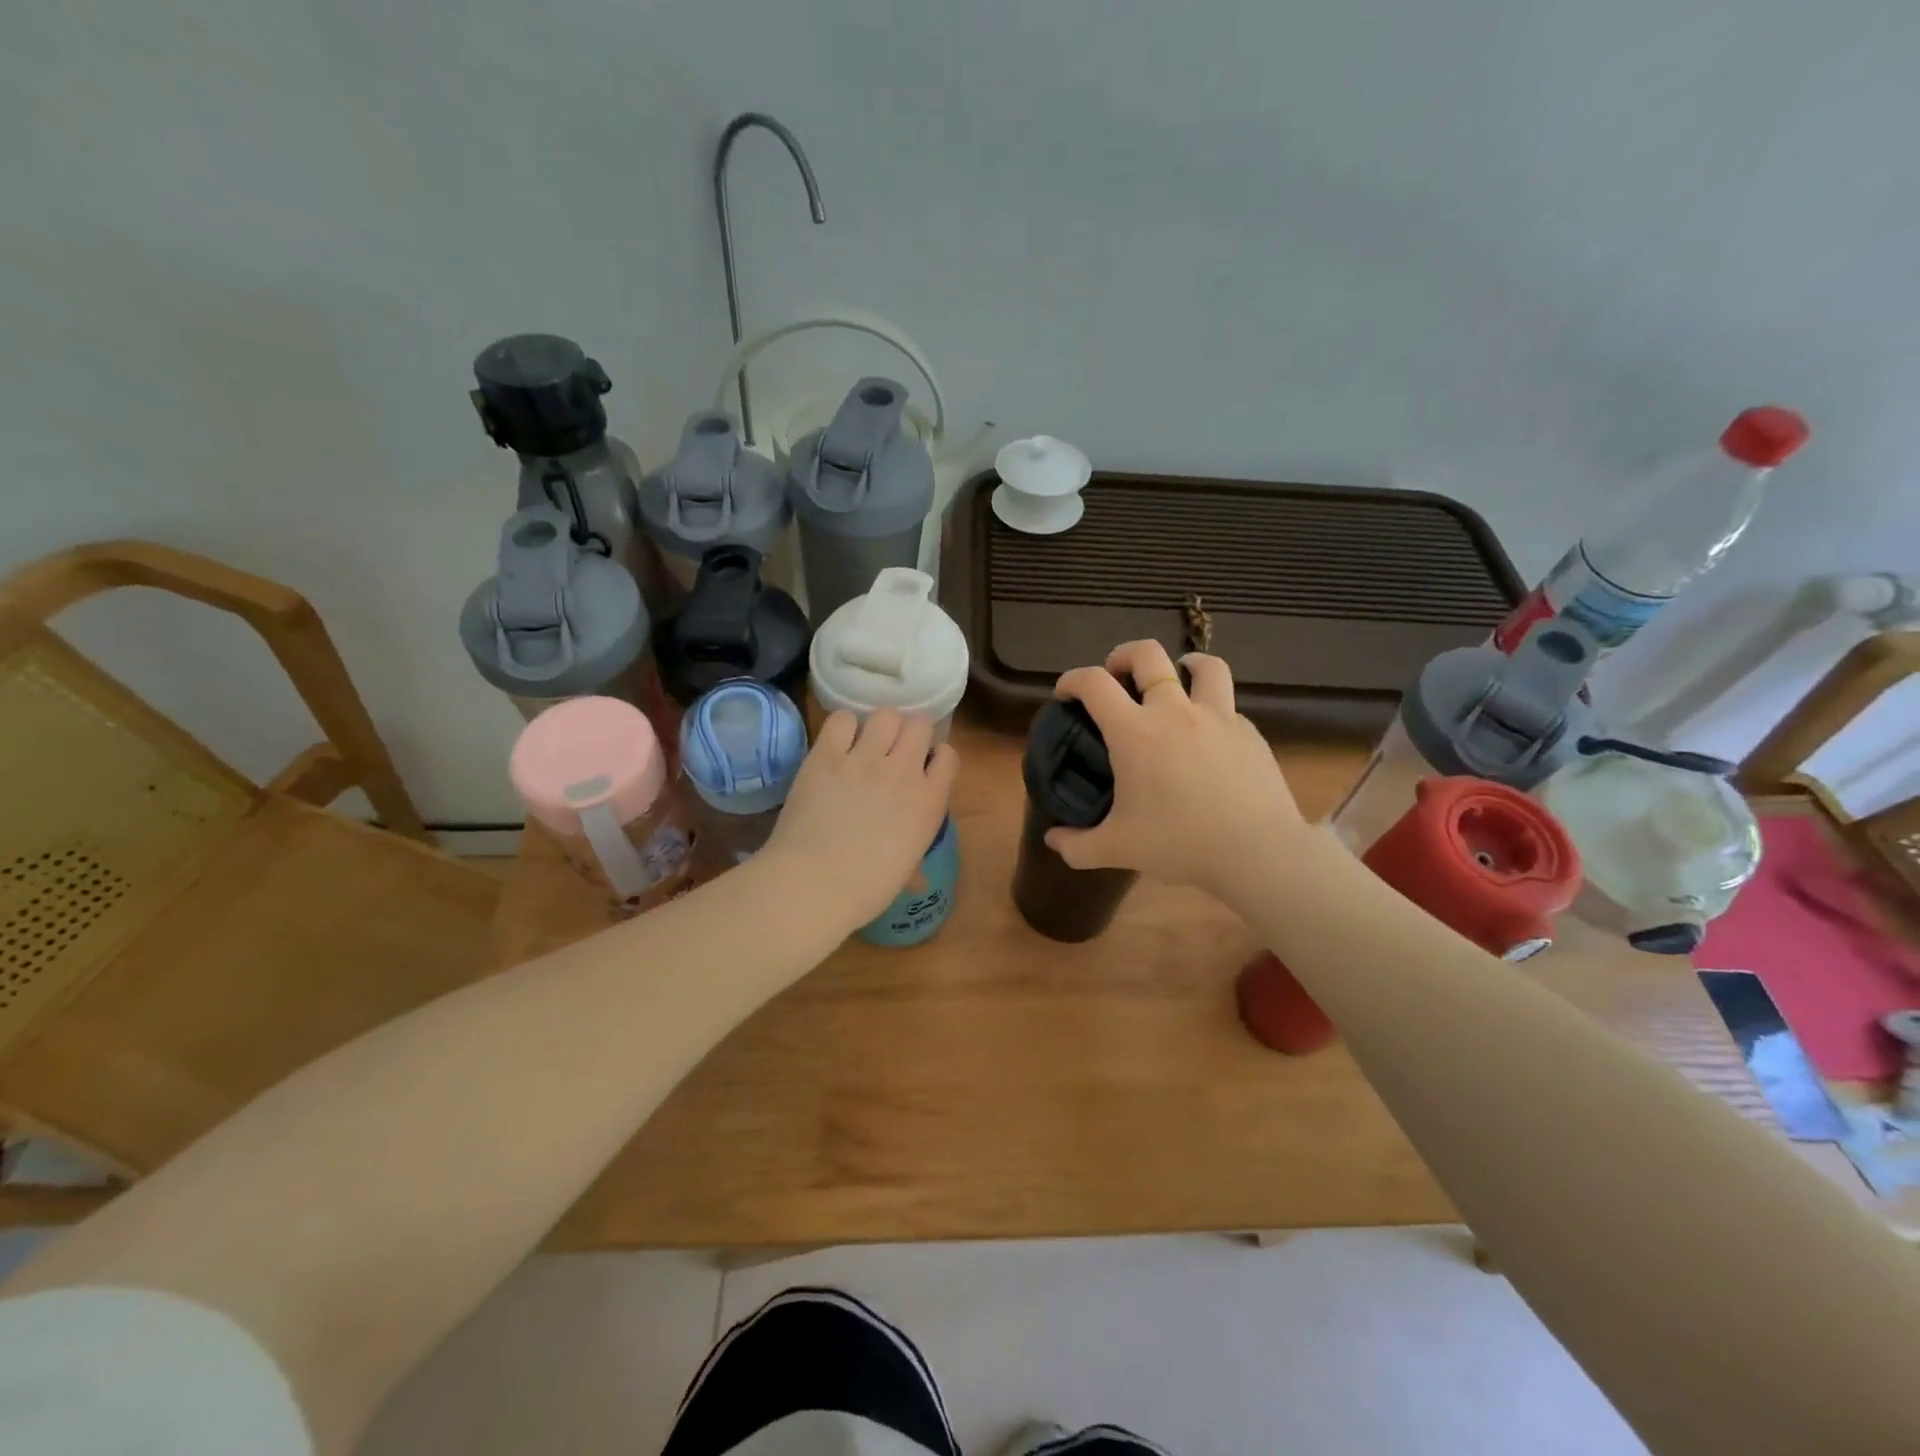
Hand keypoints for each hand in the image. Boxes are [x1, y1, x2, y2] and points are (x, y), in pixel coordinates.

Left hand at [763, 709, 959, 931]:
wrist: (816, 883)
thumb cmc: (868, 889)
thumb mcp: (905, 872)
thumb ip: (915, 858)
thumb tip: (917, 877)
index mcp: (930, 800)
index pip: (948, 755)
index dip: (934, 758)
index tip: (922, 768)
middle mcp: (903, 770)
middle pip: (919, 724)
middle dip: (909, 733)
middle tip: (893, 750)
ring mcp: (864, 758)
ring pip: (885, 715)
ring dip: (879, 726)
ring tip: (865, 743)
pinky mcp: (827, 754)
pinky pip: (842, 719)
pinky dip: (842, 727)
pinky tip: (837, 743)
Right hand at [1045, 641, 1307, 904]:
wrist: (1257, 853)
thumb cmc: (1180, 844)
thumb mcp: (1118, 849)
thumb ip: (1078, 846)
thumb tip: (1053, 840)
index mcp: (1135, 732)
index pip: (1094, 684)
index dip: (1072, 679)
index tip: (1065, 693)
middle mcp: (1175, 712)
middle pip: (1148, 654)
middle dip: (1124, 655)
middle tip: (1116, 675)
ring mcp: (1218, 717)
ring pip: (1203, 665)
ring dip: (1182, 665)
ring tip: (1175, 680)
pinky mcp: (1248, 732)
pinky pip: (1226, 705)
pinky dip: (1210, 708)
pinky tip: (1207, 736)